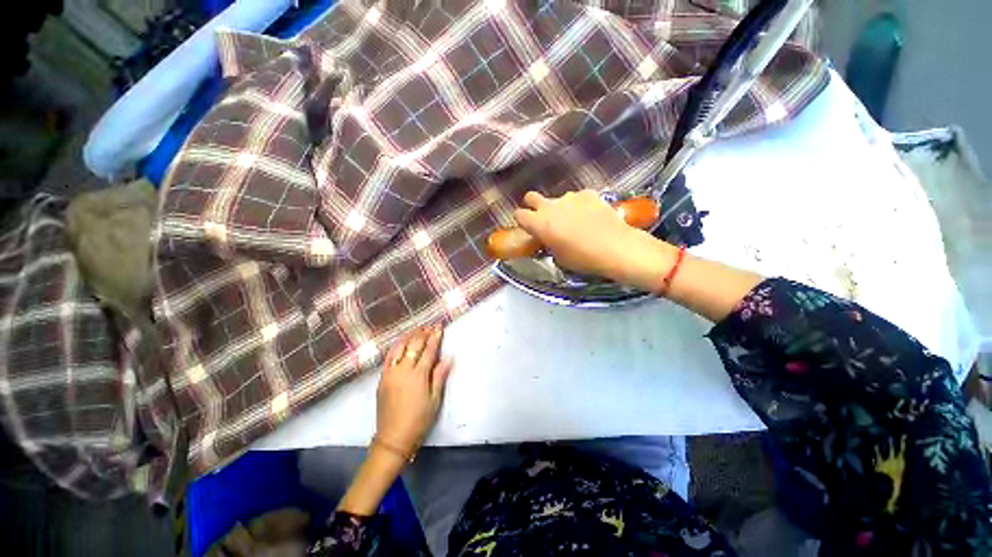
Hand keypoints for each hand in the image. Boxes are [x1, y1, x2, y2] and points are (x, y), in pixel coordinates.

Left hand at [375, 325, 452, 458]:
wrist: (393, 438)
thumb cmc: (419, 419)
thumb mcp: (435, 400)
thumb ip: (439, 377)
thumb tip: (448, 358)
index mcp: (418, 375)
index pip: (428, 350)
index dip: (435, 337)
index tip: (439, 327)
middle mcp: (403, 370)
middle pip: (413, 346)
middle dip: (423, 334)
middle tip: (430, 326)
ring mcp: (390, 373)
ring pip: (399, 348)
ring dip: (409, 337)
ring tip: (417, 330)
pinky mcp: (382, 378)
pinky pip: (388, 357)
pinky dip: (396, 346)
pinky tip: (400, 342)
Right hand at [513, 189, 657, 282]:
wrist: (616, 248)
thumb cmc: (583, 259)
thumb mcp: (558, 257)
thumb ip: (548, 242)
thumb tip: (548, 237)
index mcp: (540, 223)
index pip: (519, 214)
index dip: (521, 220)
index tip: (528, 227)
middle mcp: (551, 206)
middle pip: (531, 197)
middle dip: (533, 206)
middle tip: (543, 218)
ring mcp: (570, 197)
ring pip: (557, 199)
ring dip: (560, 208)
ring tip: (575, 221)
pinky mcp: (588, 193)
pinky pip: (577, 198)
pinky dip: (579, 205)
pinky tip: (590, 216)